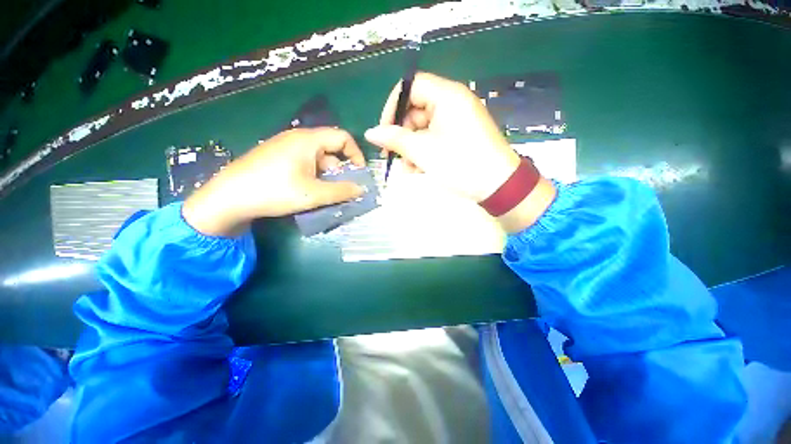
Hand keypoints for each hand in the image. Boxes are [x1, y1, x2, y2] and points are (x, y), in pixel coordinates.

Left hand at [183, 128, 365, 236]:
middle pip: (331, 150)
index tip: (359, 174)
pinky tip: (309, 191)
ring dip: (327, 176)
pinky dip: (314, 176)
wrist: (228, 198)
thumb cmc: (274, 191)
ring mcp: (285, 147)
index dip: (356, 155)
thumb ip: (342, 191)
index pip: (343, 138)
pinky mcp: (276, 157)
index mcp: (308, 140)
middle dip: (341, 171)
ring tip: (326, 195)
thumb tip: (362, 189)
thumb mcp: (314, 194)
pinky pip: (305, 163)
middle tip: (343, 191)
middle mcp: (297, 138)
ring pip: (318, 159)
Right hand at [364, 72, 520, 202]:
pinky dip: (424, 152)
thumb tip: (370, 133)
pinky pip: (435, 138)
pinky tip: (417, 169)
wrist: (498, 186)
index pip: (411, 87)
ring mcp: (457, 120)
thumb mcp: (423, 151)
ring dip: (411, 148)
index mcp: (447, 95)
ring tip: (407, 169)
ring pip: (423, 129)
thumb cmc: (460, 163)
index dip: (393, 107)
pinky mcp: (460, 136)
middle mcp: (453, 102)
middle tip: (393, 156)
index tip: (384, 131)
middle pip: (416, 110)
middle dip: (402, 135)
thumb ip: (395, 139)